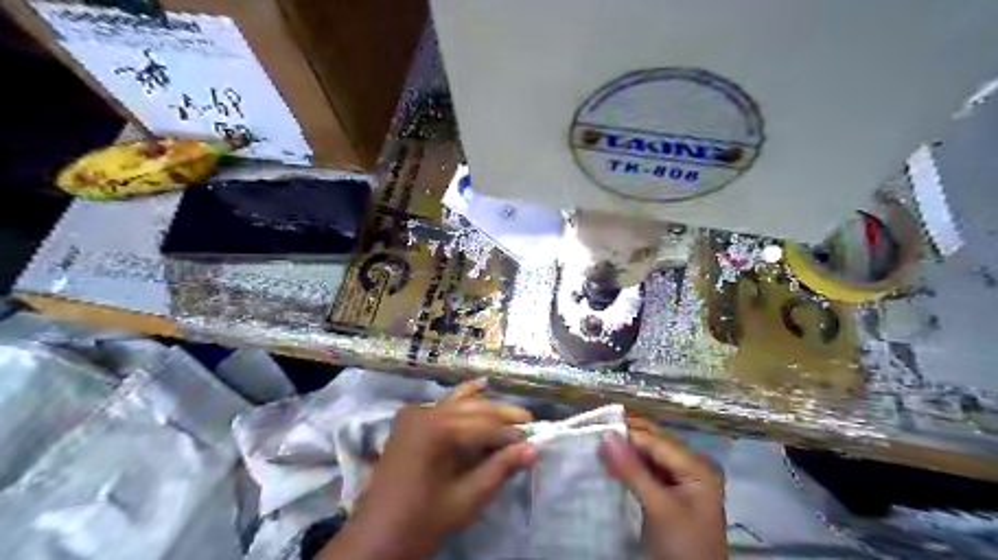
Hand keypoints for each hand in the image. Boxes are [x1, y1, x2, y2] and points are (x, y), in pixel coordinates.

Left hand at [321, 381, 536, 559]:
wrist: (375, 538)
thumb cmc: (421, 522)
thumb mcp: (465, 499)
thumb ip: (499, 470)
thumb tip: (532, 449)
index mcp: (437, 430)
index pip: (485, 427)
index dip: (511, 435)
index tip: (533, 442)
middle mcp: (426, 413)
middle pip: (474, 409)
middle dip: (503, 416)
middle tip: (530, 422)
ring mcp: (415, 414)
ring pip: (460, 403)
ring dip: (487, 407)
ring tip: (513, 411)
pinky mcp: (410, 421)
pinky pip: (443, 405)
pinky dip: (463, 399)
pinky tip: (480, 386)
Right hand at [600, 416, 725, 559]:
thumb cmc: (682, 546)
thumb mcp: (658, 507)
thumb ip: (632, 470)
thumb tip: (606, 434)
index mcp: (697, 466)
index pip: (655, 440)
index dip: (625, 433)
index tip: (593, 429)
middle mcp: (691, 467)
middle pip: (653, 445)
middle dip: (624, 440)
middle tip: (592, 435)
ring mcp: (681, 481)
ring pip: (647, 458)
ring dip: (624, 454)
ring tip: (596, 448)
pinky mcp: (670, 495)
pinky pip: (647, 472)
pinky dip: (629, 469)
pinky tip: (609, 466)